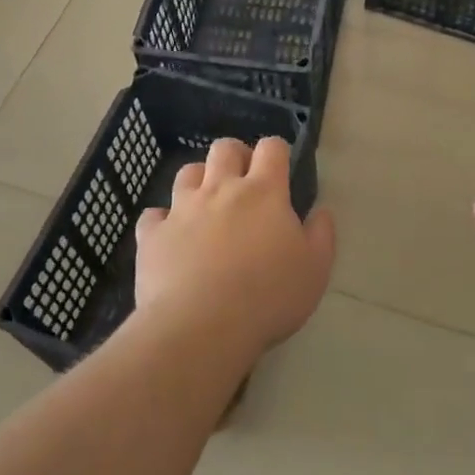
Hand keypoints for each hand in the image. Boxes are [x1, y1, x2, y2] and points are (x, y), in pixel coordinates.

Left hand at [133, 136, 335, 356]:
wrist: (201, 327)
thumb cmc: (268, 297)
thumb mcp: (315, 270)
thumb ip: (321, 235)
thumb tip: (320, 211)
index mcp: (263, 192)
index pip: (271, 148)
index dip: (276, 152)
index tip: (280, 169)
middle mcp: (221, 189)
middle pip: (225, 148)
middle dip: (236, 155)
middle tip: (243, 181)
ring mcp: (182, 209)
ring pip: (187, 172)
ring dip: (199, 180)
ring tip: (207, 203)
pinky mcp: (153, 234)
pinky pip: (153, 215)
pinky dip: (163, 221)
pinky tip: (170, 236)